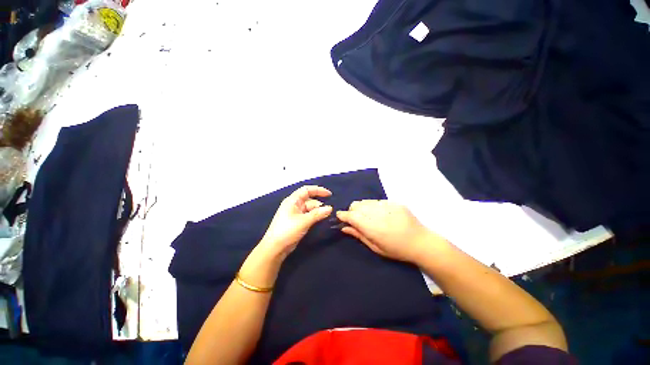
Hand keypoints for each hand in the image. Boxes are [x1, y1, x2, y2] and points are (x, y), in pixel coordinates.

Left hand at [258, 185, 332, 259]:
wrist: (275, 248)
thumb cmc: (287, 230)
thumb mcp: (304, 221)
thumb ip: (317, 214)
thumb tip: (330, 208)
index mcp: (293, 200)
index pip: (307, 190)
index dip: (318, 190)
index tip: (329, 194)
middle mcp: (294, 205)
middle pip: (310, 200)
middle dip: (319, 204)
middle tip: (330, 211)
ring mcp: (295, 213)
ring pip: (309, 208)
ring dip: (318, 211)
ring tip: (327, 216)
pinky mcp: (296, 221)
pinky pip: (308, 215)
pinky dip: (314, 216)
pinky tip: (321, 219)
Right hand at [336, 200, 437, 263]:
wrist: (421, 242)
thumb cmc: (397, 250)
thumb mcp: (375, 247)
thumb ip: (358, 235)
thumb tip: (344, 227)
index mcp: (372, 227)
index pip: (350, 215)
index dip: (343, 215)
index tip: (340, 217)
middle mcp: (377, 213)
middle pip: (356, 205)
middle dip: (352, 211)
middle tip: (357, 220)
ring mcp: (386, 205)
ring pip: (365, 201)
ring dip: (362, 208)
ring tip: (369, 217)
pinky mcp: (394, 202)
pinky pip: (377, 201)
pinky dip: (373, 206)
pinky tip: (381, 214)